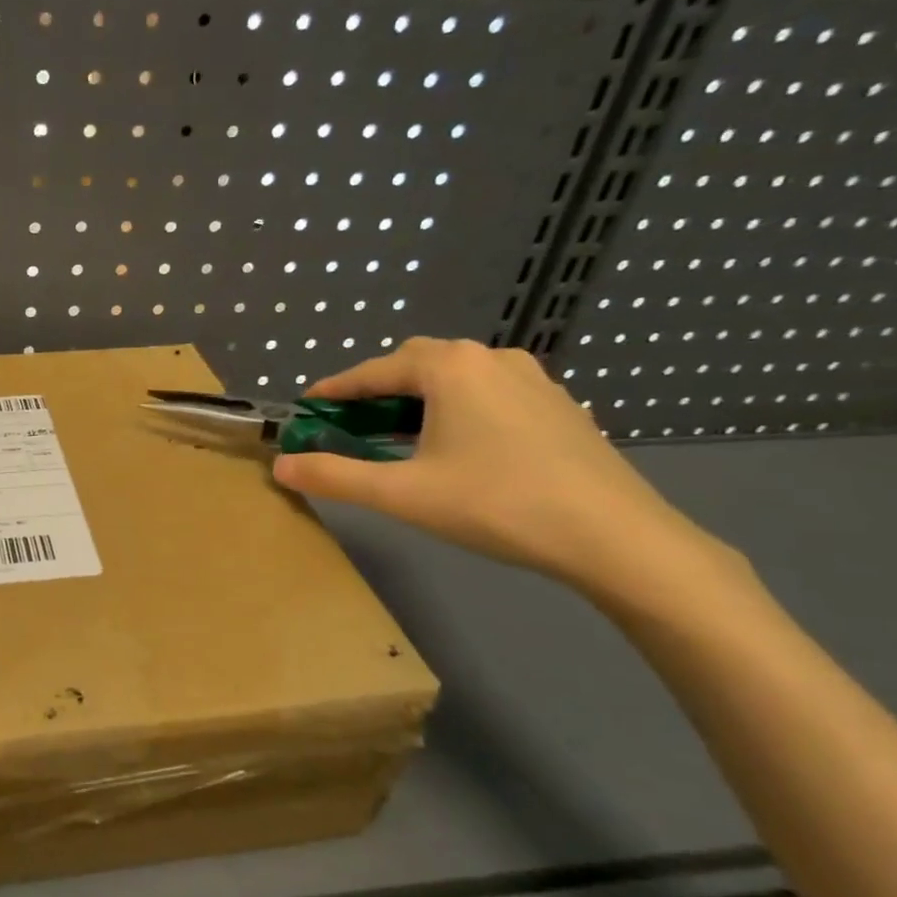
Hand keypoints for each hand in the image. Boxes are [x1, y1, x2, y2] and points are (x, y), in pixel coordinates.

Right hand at [272, 338, 710, 589]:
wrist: (615, 537)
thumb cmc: (496, 504)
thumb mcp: (402, 494)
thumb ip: (335, 476)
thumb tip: (281, 466)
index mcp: (450, 368)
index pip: (374, 370)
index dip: (335, 389)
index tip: (307, 406)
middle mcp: (490, 359)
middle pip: (415, 366)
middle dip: (376, 391)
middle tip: (350, 424)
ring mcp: (532, 379)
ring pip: (455, 379)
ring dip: (418, 400)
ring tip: (399, 438)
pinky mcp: (558, 406)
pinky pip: (489, 395)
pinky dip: (456, 410)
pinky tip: (457, 449)